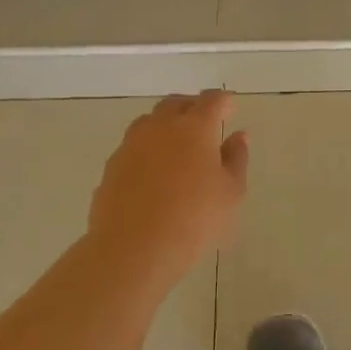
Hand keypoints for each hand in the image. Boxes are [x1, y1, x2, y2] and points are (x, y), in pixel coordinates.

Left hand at [87, 91, 248, 287]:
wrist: (134, 248)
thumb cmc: (194, 219)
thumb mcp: (231, 192)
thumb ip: (236, 159)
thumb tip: (238, 136)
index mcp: (195, 127)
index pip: (212, 100)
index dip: (223, 101)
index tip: (230, 107)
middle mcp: (160, 127)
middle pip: (176, 104)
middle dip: (193, 107)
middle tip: (205, 122)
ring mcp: (131, 145)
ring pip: (150, 121)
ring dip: (166, 124)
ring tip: (177, 144)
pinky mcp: (112, 166)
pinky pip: (133, 146)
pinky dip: (147, 149)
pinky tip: (154, 171)